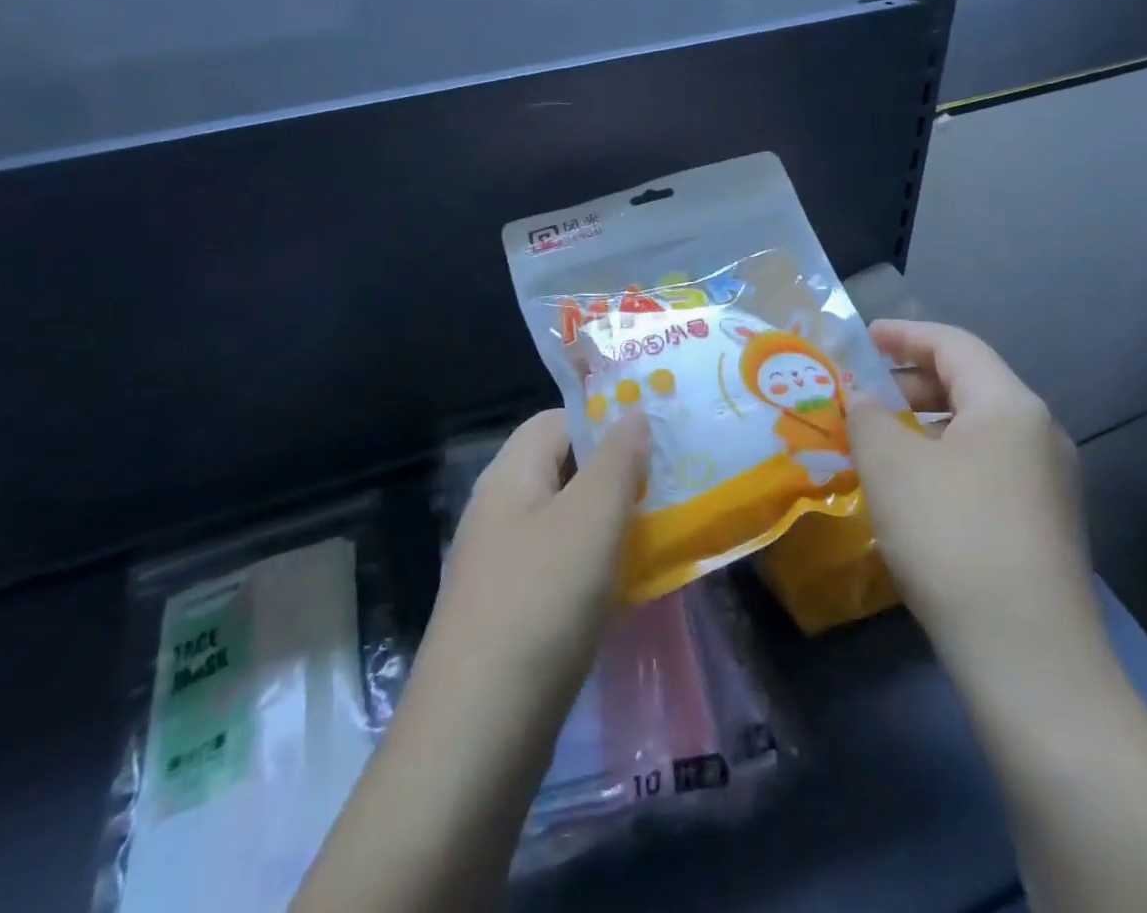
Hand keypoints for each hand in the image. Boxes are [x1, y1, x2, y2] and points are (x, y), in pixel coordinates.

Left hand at [424, 408, 651, 722]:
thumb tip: (634, 414)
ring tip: (661, 533)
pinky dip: (596, 566)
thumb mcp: (591, 518)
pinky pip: (560, 568)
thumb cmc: (541, 602)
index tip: (656, 439)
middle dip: (616, 474)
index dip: (605, 421)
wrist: (476, 734)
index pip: (558, 420)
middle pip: (563, 470)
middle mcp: (499, 510)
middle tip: (670, 487)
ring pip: (566, 522)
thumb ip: (618, 460)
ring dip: (610, 523)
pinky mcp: (509, 612)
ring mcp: (500, 564)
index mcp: (510, 474)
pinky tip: (628, 587)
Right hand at [846, 320, 1101, 663]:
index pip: (954, 345)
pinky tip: (911, 491)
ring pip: (976, 431)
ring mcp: (1048, 483)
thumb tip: (862, 400)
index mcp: (1009, 405)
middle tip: (861, 396)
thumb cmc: (952, 536)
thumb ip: (868, 417)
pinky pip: (985, 468)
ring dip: (923, 426)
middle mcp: (1039, 434)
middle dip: (908, 383)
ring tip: (877, 444)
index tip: (862, 339)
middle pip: (968, 384)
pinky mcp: (1043, 525)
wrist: (1029, 657)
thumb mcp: (891, 465)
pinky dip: (943, 460)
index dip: (904, 334)